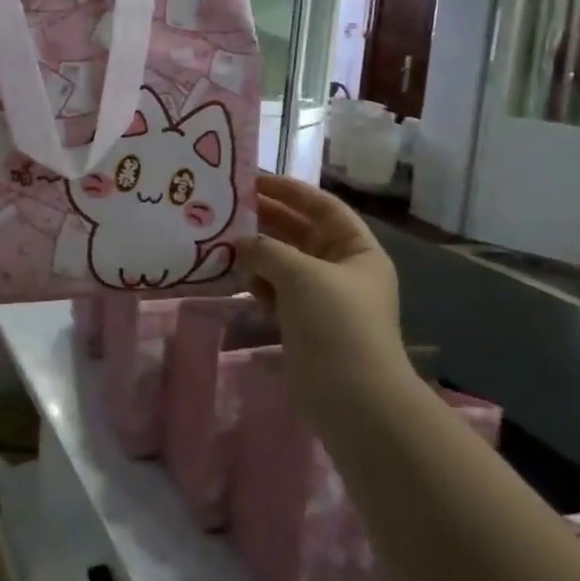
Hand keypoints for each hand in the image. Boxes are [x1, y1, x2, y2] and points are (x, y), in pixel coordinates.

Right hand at [246, 174, 408, 417]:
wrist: (353, 400)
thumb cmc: (336, 324)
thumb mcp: (302, 275)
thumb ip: (267, 250)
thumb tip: (241, 242)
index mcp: (357, 250)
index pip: (322, 206)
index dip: (289, 190)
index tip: (252, 180)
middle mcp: (342, 268)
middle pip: (301, 232)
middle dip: (267, 219)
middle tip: (227, 206)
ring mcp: (322, 298)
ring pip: (285, 262)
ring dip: (258, 253)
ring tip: (223, 241)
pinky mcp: (303, 323)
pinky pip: (276, 291)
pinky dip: (258, 282)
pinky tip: (235, 277)